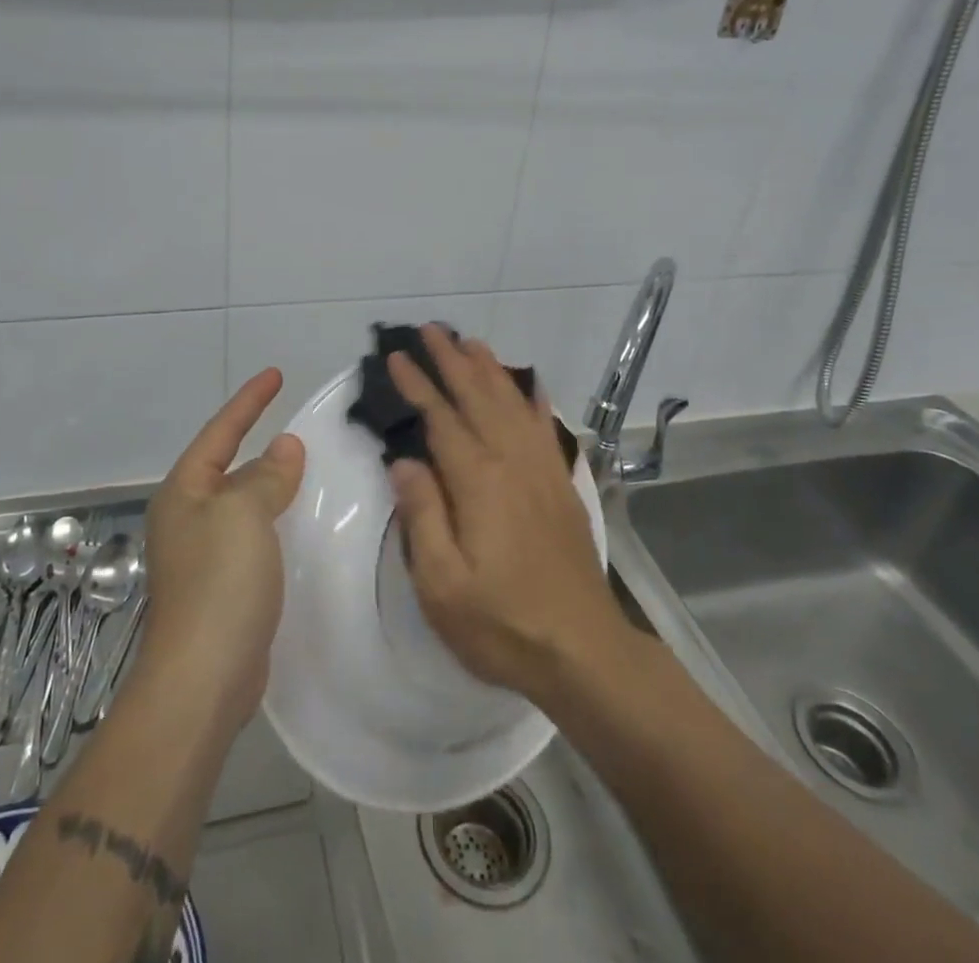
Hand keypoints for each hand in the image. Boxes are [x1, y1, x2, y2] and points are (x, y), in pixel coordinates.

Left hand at [140, 369, 303, 732]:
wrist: (202, 680)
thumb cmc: (219, 583)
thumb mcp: (243, 514)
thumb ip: (266, 476)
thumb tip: (284, 447)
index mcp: (184, 492)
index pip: (220, 432)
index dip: (249, 401)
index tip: (276, 374)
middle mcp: (188, 518)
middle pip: (229, 466)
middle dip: (259, 443)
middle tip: (300, 425)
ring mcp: (205, 556)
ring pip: (244, 504)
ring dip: (273, 484)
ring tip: (310, 468)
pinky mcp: (225, 589)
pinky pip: (255, 537)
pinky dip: (278, 521)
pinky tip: (303, 524)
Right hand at [388, 326, 629, 708]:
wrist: (582, 650)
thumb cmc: (502, 623)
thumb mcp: (442, 585)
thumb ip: (422, 517)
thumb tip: (404, 461)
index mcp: (478, 481)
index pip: (441, 418)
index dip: (417, 385)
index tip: (396, 356)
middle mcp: (511, 462)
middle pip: (477, 397)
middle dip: (451, 360)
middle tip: (430, 329)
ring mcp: (542, 470)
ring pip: (511, 403)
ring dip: (488, 369)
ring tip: (469, 342)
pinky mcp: (561, 485)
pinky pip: (545, 427)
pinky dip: (533, 399)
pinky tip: (529, 384)